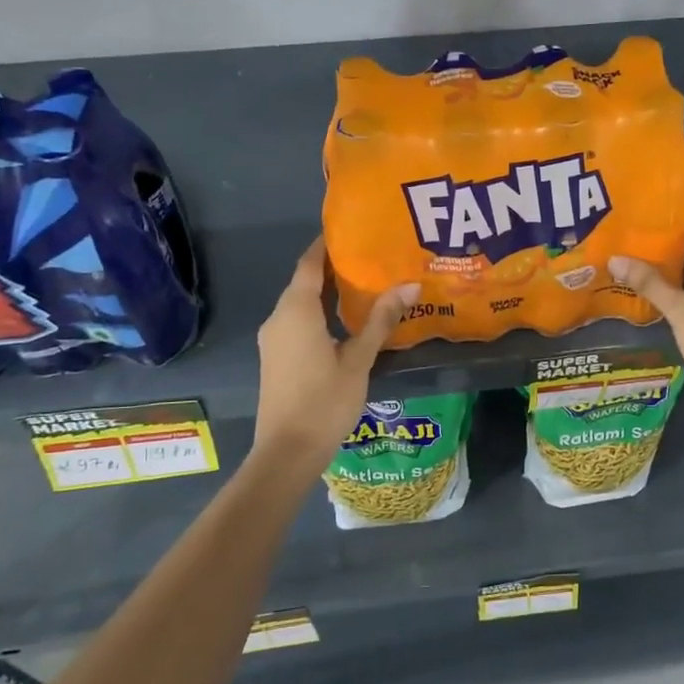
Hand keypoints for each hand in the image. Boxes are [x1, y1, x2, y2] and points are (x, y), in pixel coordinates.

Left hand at [253, 239, 417, 467]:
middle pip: (304, 281)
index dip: (327, 245)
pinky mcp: (276, 357)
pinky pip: (297, 321)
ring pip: (300, 303)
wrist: (287, 452)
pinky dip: (319, 311)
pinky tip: (345, 319)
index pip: (310, 264)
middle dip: (333, 267)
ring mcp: (274, 339)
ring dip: (327, 291)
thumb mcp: (359, 359)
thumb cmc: (324, 401)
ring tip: (364, 284)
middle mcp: (279, 318)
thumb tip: (409, 285)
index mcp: (296, 311)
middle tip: (370, 257)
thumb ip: (381, 320)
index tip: (352, 231)